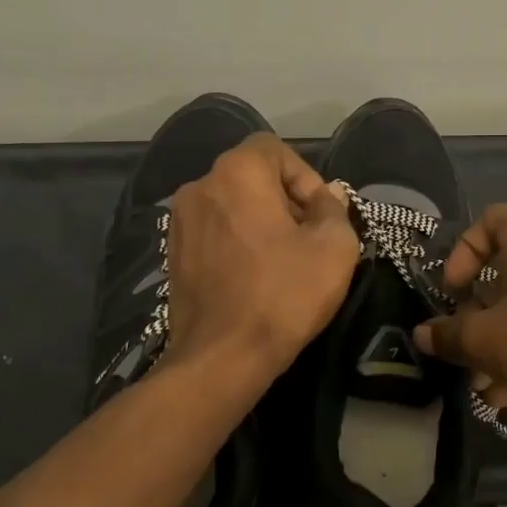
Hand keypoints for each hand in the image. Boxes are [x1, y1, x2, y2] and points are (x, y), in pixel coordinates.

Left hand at [163, 133, 360, 382]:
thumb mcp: (334, 248)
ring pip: (231, 205)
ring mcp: (180, 222)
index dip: (305, 176)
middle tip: (309, 238)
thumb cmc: (283, 295)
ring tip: (283, 260)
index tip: (320, 214)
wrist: (222, 357)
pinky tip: (254, 276)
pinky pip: (214, 231)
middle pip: (251, 176)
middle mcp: (200, 187)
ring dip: (260, 222)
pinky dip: (236, 242)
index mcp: (236, 173)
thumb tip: (328, 196)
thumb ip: (334, 210)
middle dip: (285, 200)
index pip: (274, 149)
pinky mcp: (172, 254)